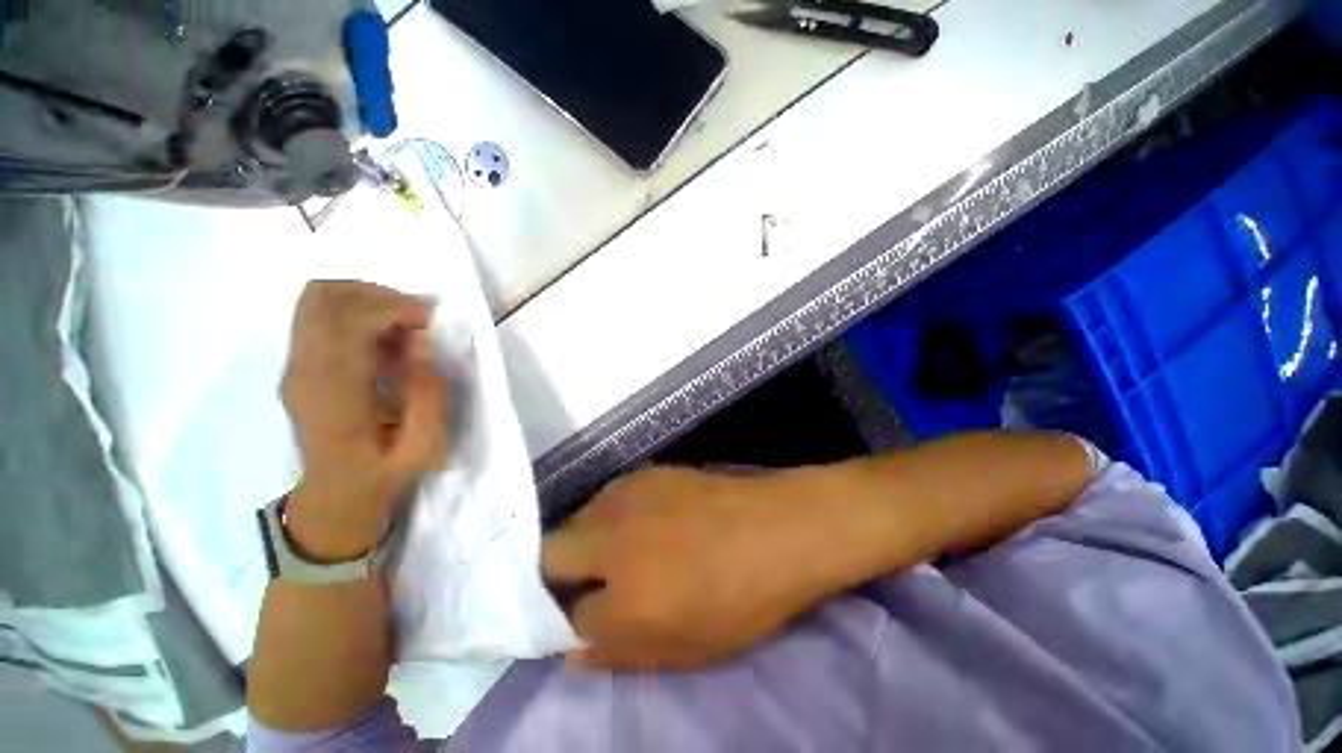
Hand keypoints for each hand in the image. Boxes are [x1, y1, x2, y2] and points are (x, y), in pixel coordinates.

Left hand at [281, 281, 447, 560]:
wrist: (336, 492)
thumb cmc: (383, 473)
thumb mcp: (424, 447)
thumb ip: (429, 396)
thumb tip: (420, 347)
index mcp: (333, 393)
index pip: (347, 320)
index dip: (393, 308)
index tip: (430, 322)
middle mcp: (303, 369)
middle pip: (324, 296)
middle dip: (381, 295)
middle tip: (418, 320)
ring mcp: (294, 364)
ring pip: (317, 298)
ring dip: (367, 299)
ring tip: (402, 325)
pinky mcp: (298, 363)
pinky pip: (319, 314)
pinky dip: (356, 311)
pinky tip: (384, 338)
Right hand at [542, 467, 838, 671]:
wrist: (777, 526)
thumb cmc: (744, 598)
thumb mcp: (688, 650)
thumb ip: (622, 655)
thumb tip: (571, 652)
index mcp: (625, 600)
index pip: (566, 616)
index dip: (573, 620)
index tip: (583, 615)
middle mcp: (613, 541)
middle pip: (550, 553)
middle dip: (556, 572)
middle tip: (588, 580)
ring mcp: (628, 499)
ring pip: (575, 519)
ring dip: (583, 539)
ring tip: (616, 548)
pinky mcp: (644, 473)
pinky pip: (605, 497)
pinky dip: (608, 514)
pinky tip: (638, 519)